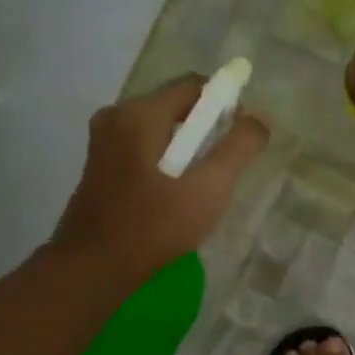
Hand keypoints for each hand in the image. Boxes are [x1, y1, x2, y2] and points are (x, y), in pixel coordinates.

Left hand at [48, 75, 269, 288]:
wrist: (94, 269)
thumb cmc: (154, 226)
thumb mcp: (209, 188)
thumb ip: (239, 148)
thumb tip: (261, 118)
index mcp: (139, 114)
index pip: (194, 85)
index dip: (227, 104)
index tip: (244, 138)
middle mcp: (116, 116)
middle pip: (176, 106)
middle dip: (208, 129)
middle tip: (228, 168)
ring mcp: (103, 142)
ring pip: (161, 130)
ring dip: (189, 149)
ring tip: (204, 186)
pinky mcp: (100, 166)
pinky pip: (145, 149)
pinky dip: (168, 161)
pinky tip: (177, 196)